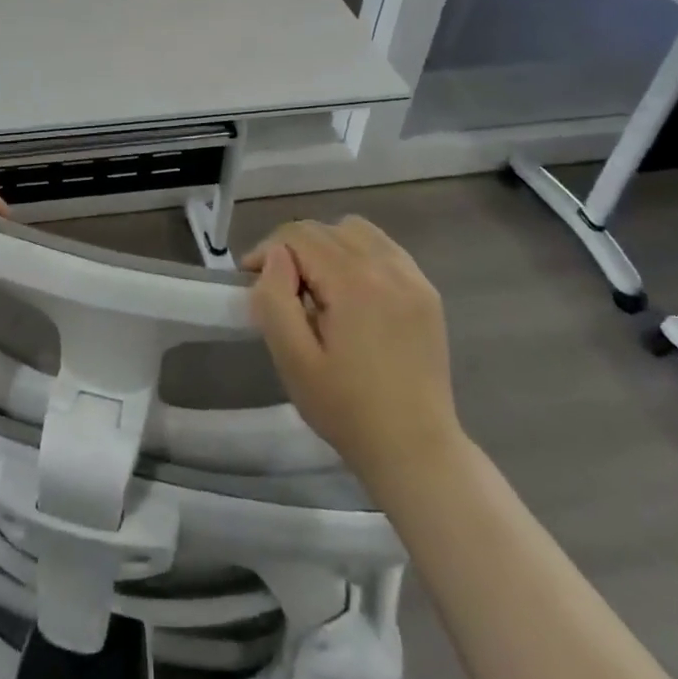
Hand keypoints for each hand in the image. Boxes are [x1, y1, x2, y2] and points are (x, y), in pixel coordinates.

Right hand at [245, 217, 461, 484]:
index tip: (251, 279)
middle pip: (327, 229)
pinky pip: (385, 249)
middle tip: (281, 289)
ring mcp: (413, 278)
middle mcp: (387, 267)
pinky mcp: (427, 293)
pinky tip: (351, 292)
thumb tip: (275, 258)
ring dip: (328, 246)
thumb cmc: (346, 409)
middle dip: (294, 248)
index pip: (299, 235)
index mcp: (354, 282)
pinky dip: (359, 255)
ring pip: (357, 231)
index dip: (267, 250)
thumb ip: (274, 299)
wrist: (415, 449)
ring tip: (317, 286)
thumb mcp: (293, 360)